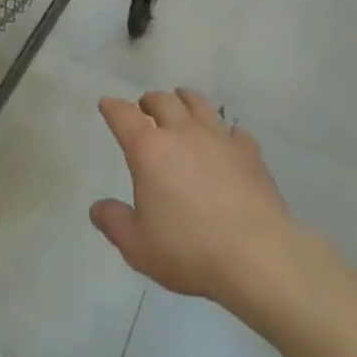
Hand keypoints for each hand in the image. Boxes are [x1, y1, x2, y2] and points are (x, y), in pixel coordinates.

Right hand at [90, 89, 300, 307]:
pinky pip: (234, 131)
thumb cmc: (189, 250)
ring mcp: (219, 139)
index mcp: (149, 150)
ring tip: (181, 104)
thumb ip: (114, 223)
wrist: (257, 256)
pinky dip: (224, 132)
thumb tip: (98, 208)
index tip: (107, 105)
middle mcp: (182, 134)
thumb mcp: (138, 246)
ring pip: (199, 105)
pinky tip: (225, 141)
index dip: (112, 107)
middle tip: (145, 107)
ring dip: (184, 101)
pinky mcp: (249, 153)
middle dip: (149, 100)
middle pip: (163, 101)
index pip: (124, 116)